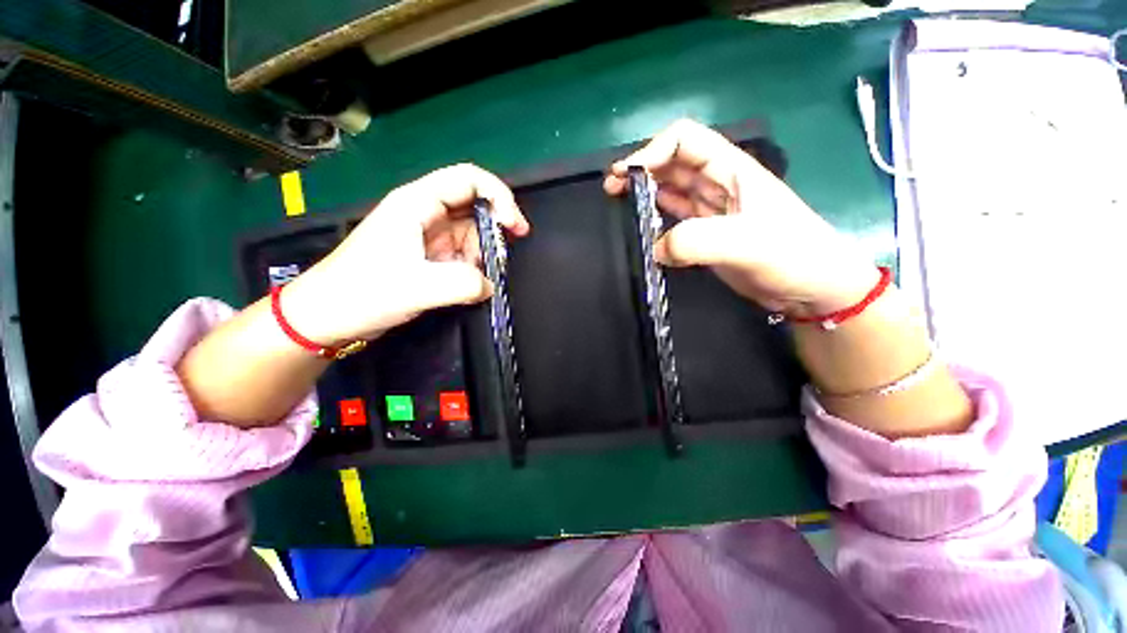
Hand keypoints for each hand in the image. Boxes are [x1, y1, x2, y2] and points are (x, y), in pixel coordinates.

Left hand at [282, 164, 529, 344]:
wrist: (328, 317)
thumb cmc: (363, 293)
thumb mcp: (417, 287)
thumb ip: (463, 283)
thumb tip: (490, 285)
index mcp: (416, 203)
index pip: (469, 179)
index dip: (499, 196)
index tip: (515, 228)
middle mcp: (424, 213)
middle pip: (474, 205)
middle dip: (495, 229)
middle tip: (504, 258)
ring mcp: (427, 235)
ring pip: (471, 232)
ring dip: (485, 252)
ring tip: (485, 276)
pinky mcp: (429, 256)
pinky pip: (463, 253)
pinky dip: (475, 265)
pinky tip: (474, 282)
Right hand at [603, 119, 877, 317]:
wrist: (812, 289)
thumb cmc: (791, 256)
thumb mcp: (746, 243)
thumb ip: (696, 241)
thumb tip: (656, 248)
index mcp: (731, 169)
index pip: (684, 140)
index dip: (652, 151)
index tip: (626, 177)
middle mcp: (719, 183)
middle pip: (672, 162)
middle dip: (640, 168)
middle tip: (612, 188)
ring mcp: (712, 210)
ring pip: (671, 189)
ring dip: (644, 191)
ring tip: (618, 203)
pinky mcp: (707, 235)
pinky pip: (674, 218)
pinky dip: (655, 219)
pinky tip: (642, 228)